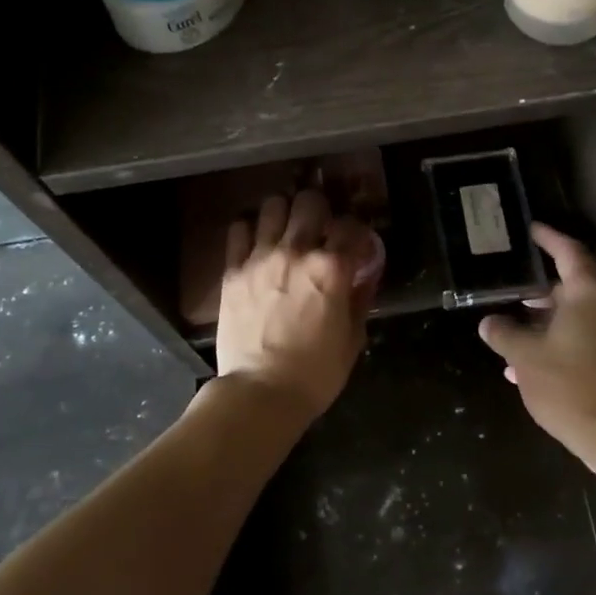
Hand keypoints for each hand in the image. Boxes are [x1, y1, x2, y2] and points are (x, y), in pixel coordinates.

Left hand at [214, 190, 379, 419]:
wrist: (260, 393)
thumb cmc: (315, 373)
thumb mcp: (352, 338)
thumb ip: (358, 300)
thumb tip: (362, 277)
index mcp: (331, 268)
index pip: (350, 226)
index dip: (355, 231)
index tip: (354, 243)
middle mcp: (296, 251)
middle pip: (310, 201)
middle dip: (319, 209)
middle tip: (318, 227)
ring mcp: (260, 257)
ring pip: (272, 206)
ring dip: (283, 213)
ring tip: (285, 229)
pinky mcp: (233, 270)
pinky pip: (238, 230)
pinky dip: (249, 230)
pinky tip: (255, 243)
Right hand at [477, 223, 595, 446]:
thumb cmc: (568, 382)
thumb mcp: (525, 356)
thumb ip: (504, 334)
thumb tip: (488, 323)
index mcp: (590, 293)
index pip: (568, 252)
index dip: (549, 239)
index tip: (531, 230)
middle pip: (574, 285)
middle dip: (542, 288)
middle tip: (514, 286)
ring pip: (578, 315)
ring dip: (548, 319)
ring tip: (514, 328)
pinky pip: (586, 338)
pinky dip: (560, 340)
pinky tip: (529, 364)